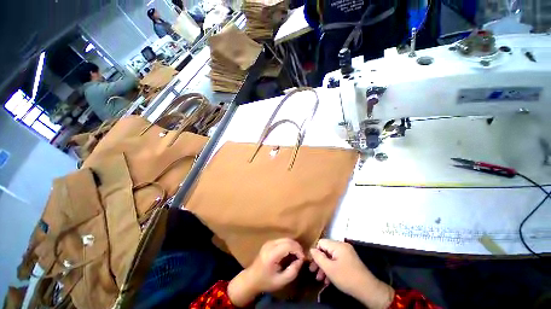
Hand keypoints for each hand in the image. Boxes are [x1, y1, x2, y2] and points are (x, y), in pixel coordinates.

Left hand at [228, 238, 303, 306]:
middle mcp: (268, 247)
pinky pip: (280, 241)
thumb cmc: (266, 282)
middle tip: (301, 257)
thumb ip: (294, 270)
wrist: (250, 280)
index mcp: (271, 255)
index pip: (289, 245)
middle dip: (297, 247)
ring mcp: (266, 245)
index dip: (299, 251)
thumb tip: (300, 260)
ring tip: (296, 256)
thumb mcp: (283, 280)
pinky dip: (287, 245)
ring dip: (293, 246)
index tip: (302, 260)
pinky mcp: (266, 245)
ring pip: (284, 239)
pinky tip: (289, 253)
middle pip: (287, 240)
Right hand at [310, 239, 393, 308]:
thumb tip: (311, 249)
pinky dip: (331, 270)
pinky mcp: (349, 262)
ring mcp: (347, 255)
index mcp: (339, 246)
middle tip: (313, 272)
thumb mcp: (328, 268)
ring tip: (320, 279)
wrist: (364, 286)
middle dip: (318, 262)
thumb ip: (319, 258)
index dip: (314, 252)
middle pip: (326, 250)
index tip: (311, 264)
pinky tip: (328, 281)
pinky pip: (336, 263)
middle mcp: (344, 248)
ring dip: (324, 268)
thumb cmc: (345, 277)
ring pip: (330, 258)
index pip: (321, 242)